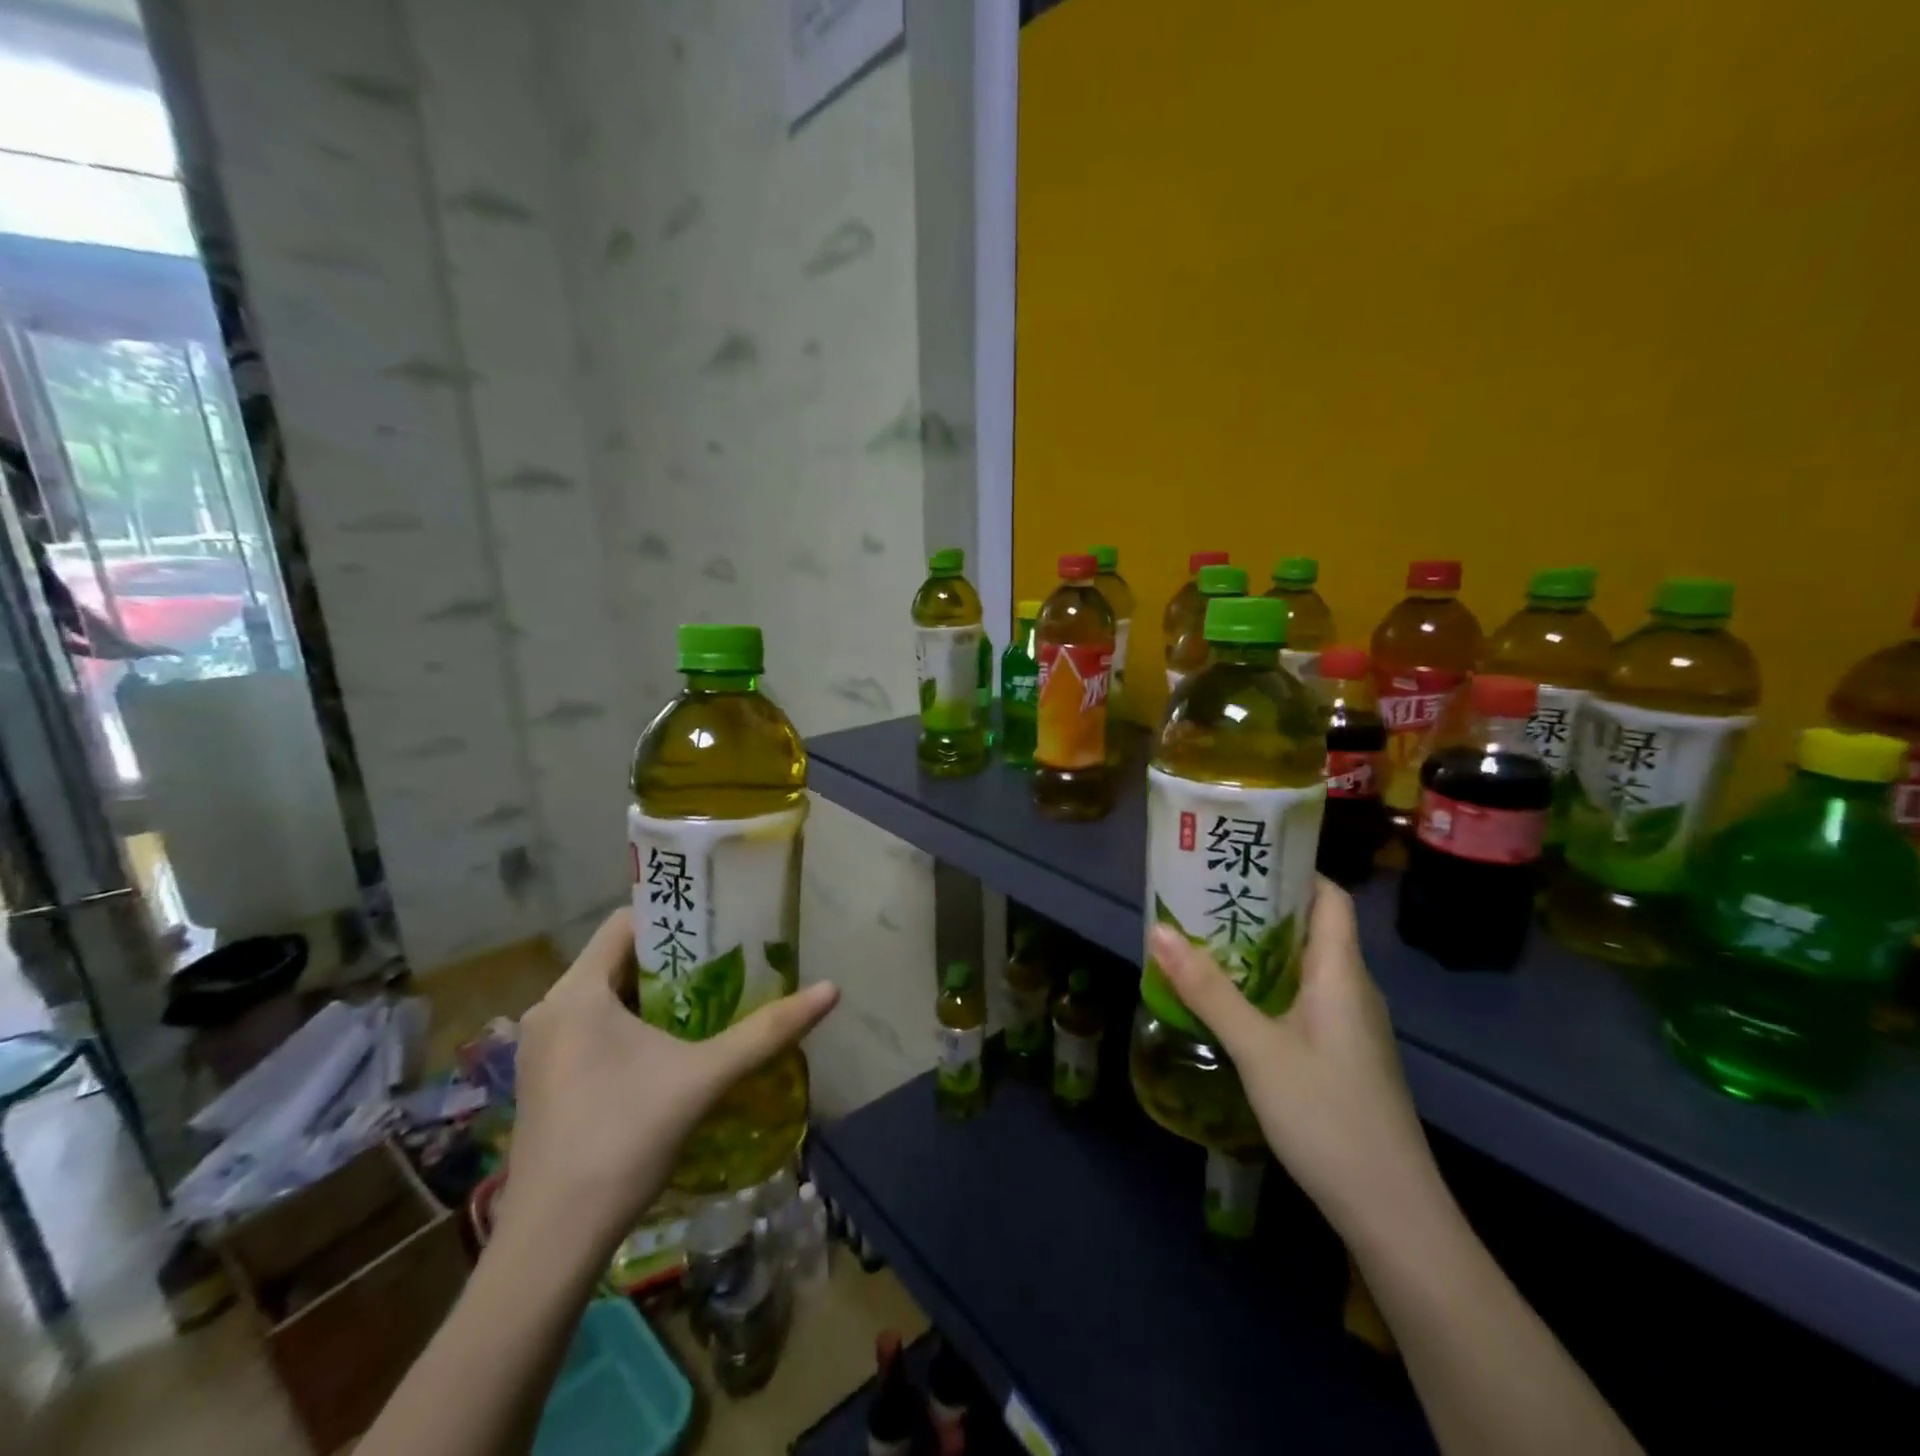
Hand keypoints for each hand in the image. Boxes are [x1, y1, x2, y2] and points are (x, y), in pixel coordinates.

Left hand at [500, 907, 837, 1252]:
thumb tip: (832, 990)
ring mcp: (541, 1047)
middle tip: (729, 964)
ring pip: (606, 995)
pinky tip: (670, 1049)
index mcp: (576, 992)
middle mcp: (550, 1009)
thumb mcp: (705, 1077)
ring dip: (655, 995)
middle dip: (674, 960)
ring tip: (710, 1002)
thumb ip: (767, 1031)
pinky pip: (593, 1027)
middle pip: (619, 959)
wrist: (552, 1243)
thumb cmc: (624, 1140)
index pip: (627, 922)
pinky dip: (631, 1025)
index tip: (722, 925)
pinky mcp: (544, 1079)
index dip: (676, 917)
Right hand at [1148, 877, 1440, 1242]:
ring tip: (1205, 938)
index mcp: (1340, 972)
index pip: (1329, 897)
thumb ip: (1207, 990)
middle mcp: (1350, 988)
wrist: (1392, 1212)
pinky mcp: (1341, 1055)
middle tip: (1204, 894)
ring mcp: (1349, 1025)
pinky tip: (1230, 1000)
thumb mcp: (1257, 1048)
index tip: (1242, 858)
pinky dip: (1267, 986)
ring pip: (1302, 966)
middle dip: (1259, 907)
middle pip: (1310, 927)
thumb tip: (1158, 929)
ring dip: (1258, 949)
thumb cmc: (1327, 1115)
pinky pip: (1302, 999)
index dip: (1293, 870)